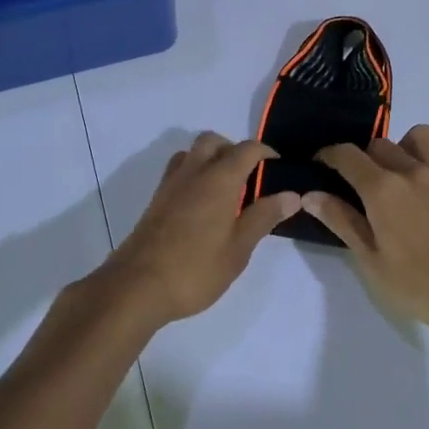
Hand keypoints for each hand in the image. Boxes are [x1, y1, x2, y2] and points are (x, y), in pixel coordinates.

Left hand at [107, 132, 298, 325]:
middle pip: (214, 141)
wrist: (136, 287)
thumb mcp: (239, 248)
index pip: (246, 149)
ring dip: (210, 158)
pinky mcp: (155, 200)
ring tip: (225, 190)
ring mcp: (170, 184)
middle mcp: (193, 172)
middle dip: (234, 150)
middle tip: (249, 178)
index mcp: (219, 179)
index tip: (278, 168)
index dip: (265, 153)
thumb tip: (291, 195)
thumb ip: (264, 217)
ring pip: (192, 153)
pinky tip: (201, 206)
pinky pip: (178, 171)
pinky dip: (194, 174)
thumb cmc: (195, 268)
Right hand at [303, 125, 428, 331]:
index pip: (347, 155)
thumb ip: (342, 221)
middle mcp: (412, 170)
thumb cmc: (419, 285)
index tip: (321, 163)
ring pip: (419, 137)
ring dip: (404, 148)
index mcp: (382, 189)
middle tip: (362, 184)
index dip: (329, 154)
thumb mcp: (371, 261)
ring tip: (402, 175)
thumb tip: (310, 194)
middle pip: (380, 144)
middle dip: (364, 158)